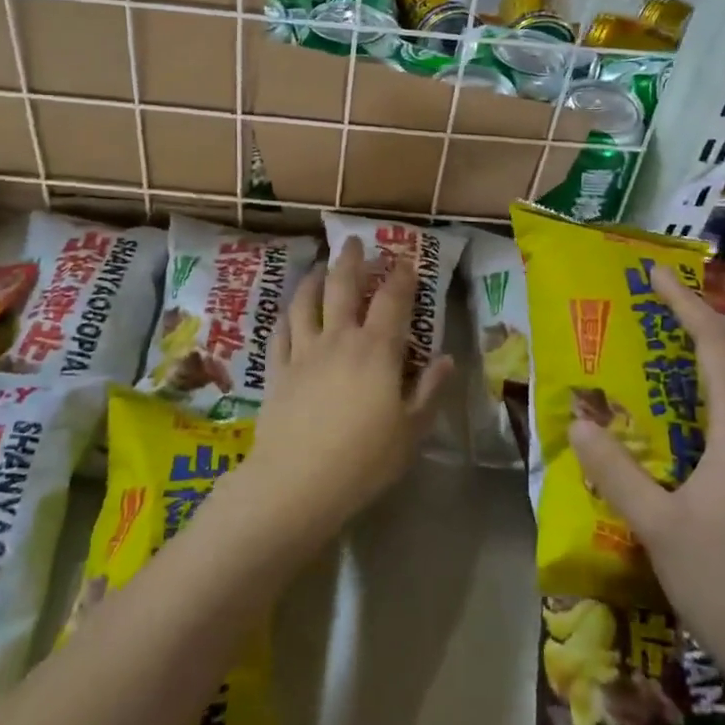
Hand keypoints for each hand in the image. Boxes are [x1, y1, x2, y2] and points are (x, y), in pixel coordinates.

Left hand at [232, 238, 451, 545]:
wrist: (297, 483)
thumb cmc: (364, 460)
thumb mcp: (411, 431)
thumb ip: (429, 391)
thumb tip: (446, 359)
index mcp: (377, 350)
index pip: (392, 301)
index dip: (401, 276)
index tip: (406, 259)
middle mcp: (339, 339)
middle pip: (343, 287)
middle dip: (352, 260)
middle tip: (354, 241)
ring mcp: (304, 352)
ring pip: (306, 302)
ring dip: (314, 278)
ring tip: (318, 267)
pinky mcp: (278, 370)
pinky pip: (281, 333)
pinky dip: (287, 316)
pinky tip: (288, 312)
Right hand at [569, 265, 724, 681]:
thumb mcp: (657, 526)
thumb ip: (615, 471)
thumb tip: (577, 421)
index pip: (716, 348)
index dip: (686, 304)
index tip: (656, 274)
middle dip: (701, 322)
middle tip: (660, 303)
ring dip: (715, 358)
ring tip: (673, 350)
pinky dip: (722, 394)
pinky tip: (696, 423)